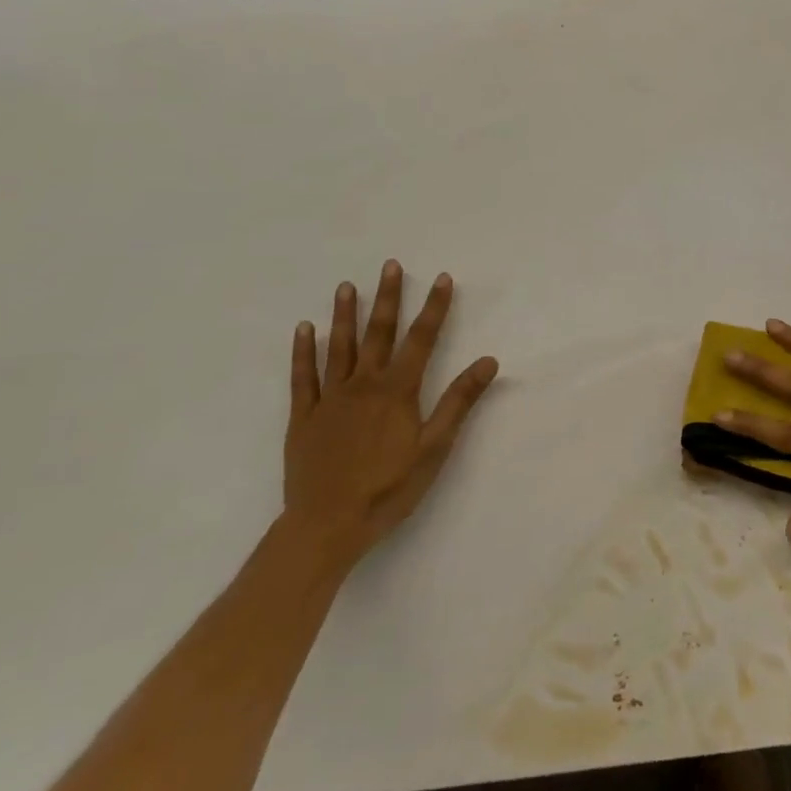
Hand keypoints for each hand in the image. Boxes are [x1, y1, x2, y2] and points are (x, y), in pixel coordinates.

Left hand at [282, 260, 498, 569]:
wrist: (326, 526)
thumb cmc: (388, 488)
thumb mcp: (435, 447)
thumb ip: (459, 401)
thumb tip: (488, 360)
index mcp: (398, 391)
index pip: (422, 339)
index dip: (434, 307)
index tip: (442, 278)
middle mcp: (364, 384)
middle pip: (378, 333)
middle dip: (387, 297)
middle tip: (390, 265)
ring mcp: (329, 399)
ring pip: (339, 347)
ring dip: (344, 314)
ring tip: (346, 286)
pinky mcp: (303, 417)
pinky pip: (302, 377)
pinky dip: (302, 352)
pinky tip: (304, 329)